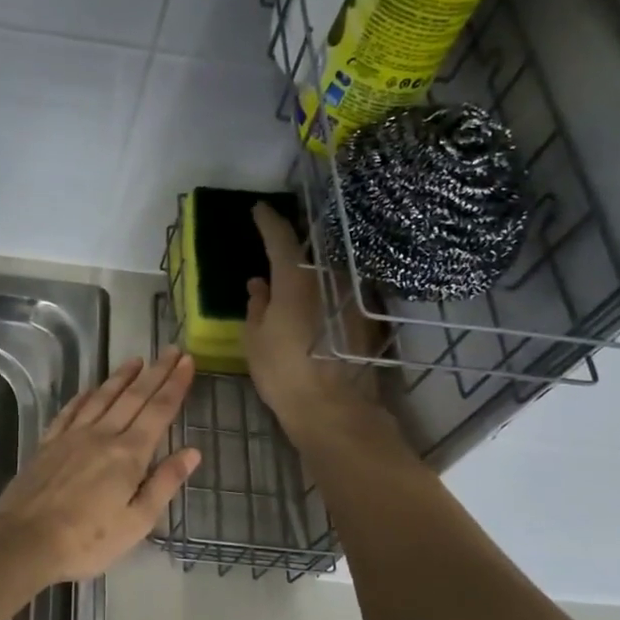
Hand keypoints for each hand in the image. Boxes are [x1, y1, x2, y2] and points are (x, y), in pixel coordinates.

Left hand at [0, 350, 200, 584]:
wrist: (25, 540)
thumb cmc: (88, 539)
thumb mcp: (137, 521)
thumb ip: (164, 483)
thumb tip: (192, 452)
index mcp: (129, 454)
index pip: (158, 411)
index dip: (174, 385)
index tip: (187, 361)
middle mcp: (102, 435)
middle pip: (133, 397)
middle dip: (155, 373)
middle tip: (171, 350)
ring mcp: (71, 436)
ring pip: (101, 397)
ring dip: (121, 377)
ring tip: (136, 361)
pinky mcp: (48, 444)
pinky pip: (70, 411)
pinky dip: (84, 396)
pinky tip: (90, 389)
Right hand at [243, 202, 403, 451]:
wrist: (333, 410)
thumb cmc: (283, 374)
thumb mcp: (254, 340)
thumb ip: (256, 306)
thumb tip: (258, 285)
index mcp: (295, 280)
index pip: (280, 237)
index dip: (267, 220)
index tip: (258, 209)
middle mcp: (328, 280)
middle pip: (309, 253)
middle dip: (291, 248)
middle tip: (275, 247)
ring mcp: (351, 298)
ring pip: (326, 274)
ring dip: (311, 273)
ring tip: (295, 281)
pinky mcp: (365, 319)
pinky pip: (339, 295)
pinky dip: (325, 294)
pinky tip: (316, 308)